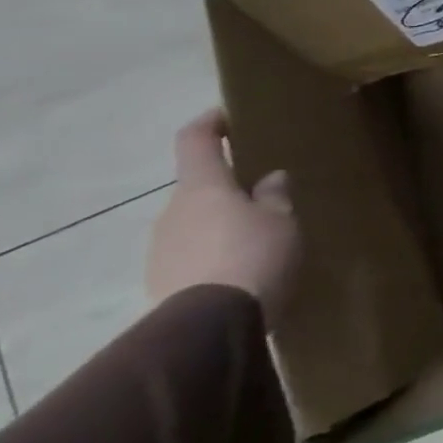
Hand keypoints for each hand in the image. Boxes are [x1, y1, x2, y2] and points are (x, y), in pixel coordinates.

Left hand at [147, 109, 301, 322]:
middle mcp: (172, 211)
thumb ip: (274, 196)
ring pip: (194, 223)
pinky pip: (192, 255)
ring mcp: (161, 249)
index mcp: (202, 187)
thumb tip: (269, 178)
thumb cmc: (253, 255)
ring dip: (220, 224)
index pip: (195, 141)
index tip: (226, 115)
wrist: (210, 326)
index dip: (209, 123)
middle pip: (198, 188)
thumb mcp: (281, 220)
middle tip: (263, 195)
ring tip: (257, 238)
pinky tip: (242, 268)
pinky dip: (214, 254)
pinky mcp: (161, 282)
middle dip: (226, 188)